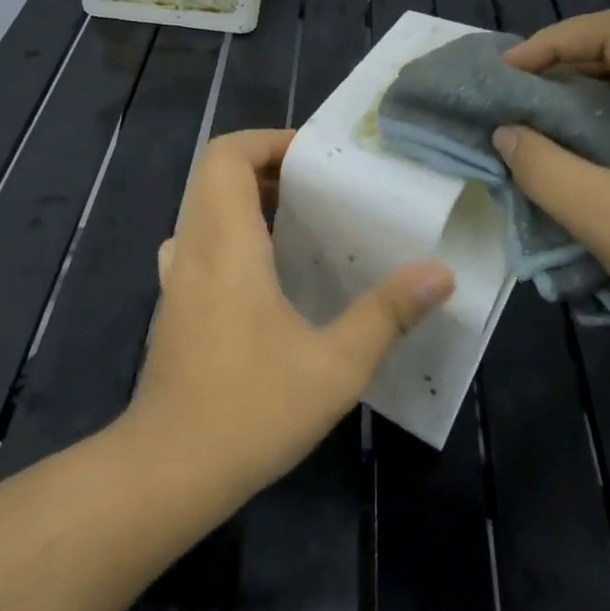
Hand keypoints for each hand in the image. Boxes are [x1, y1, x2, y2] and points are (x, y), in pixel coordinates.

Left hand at [125, 130, 453, 499]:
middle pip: (214, 176)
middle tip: (319, 189)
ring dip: (247, 202)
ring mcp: (176, 279)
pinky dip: (231, 236)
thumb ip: (386, 314)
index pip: (226, 156)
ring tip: (301, 223)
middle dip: (265, 168)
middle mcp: (193, 249)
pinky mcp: (174, 307)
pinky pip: (199, 245)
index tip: (315, 157)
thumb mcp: (335, 365)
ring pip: (204, 210)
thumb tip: (440, 273)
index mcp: (226, 245)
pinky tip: (269, 276)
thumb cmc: (250, 410)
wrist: (169, 469)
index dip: (267, 141)